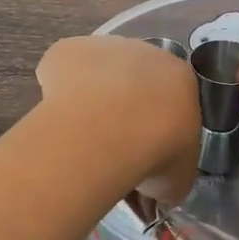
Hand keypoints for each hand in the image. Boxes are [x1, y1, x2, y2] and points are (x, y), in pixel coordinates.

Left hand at [36, 35, 199, 203]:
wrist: (106, 131)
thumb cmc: (154, 153)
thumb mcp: (176, 181)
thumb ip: (166, 179)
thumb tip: (151, 194)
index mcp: (181, 78)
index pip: (173, 97)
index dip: (157, 123)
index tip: (144, 148)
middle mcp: (145, 52)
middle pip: (135, 78)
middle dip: (125, 105)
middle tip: (111, 144)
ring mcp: (104, 45)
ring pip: (97, 71)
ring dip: (91, 95)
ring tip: (80, 135)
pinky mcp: (68, 48)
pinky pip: (62, 70)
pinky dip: (57, 89)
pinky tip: (58, 118)